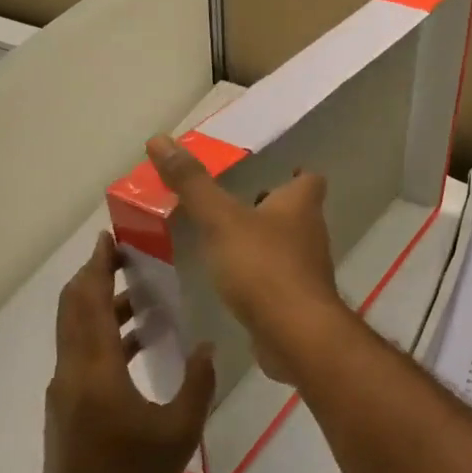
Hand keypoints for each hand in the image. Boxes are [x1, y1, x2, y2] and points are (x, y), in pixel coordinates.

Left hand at [44, 231, 214, 472]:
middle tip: (124, 256)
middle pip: (74, 309)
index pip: (90, 303)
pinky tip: (136, 343)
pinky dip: (102, 334)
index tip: (109, 240)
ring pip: (75, 331)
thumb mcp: (181, 428)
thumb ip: (198, 382)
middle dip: (95, 277)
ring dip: (101, 306)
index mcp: (96, 370)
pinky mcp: (66, 406)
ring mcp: (64, 390)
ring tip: (140, 296)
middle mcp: (72, 372)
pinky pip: (80, 353)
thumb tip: (207, 346)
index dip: (98, 268)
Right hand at [146, 134, 347, 382]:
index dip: (296, 174)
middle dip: (272, 208)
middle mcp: (311, 233)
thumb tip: (160, 139)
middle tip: (237, 204)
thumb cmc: (263, 266)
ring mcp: (308, 270)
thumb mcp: (220, 220)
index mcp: (300, 206)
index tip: (278, 172)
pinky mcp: (298, 301)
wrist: (294, 332)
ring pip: (288, 246)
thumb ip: (192, 184)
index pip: (310, 180)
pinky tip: (234, 281)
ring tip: (228, 241)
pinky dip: (261, 274)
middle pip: (298, 212)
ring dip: (264, 241)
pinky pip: (279, 279)